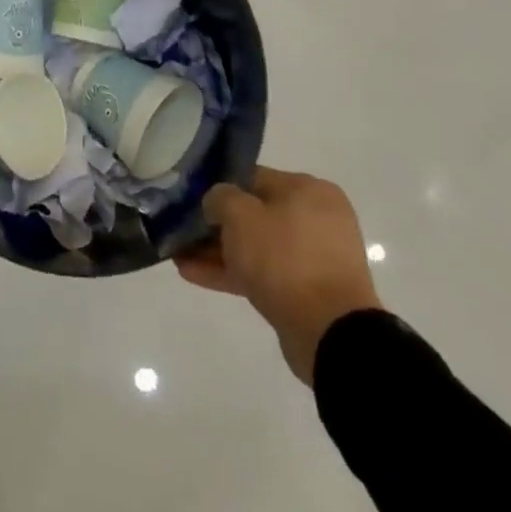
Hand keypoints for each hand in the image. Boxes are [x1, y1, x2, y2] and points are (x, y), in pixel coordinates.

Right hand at [176, 167, 382, 385]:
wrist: (331, 334)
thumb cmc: (284, 258)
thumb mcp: (240, 215)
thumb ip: (220, 198)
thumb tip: (217, 203)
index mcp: (308, 190)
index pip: (252, 177)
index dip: (217, 187)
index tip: (191, 200)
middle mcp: (316, 218)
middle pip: (254, 214)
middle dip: (215, 225)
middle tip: (181, 230)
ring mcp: (314, 258)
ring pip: (256, 246)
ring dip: (218, 251)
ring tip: (179, 256)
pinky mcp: (308, 292)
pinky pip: (264, 273)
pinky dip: (233, 272)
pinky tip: (193, 275)